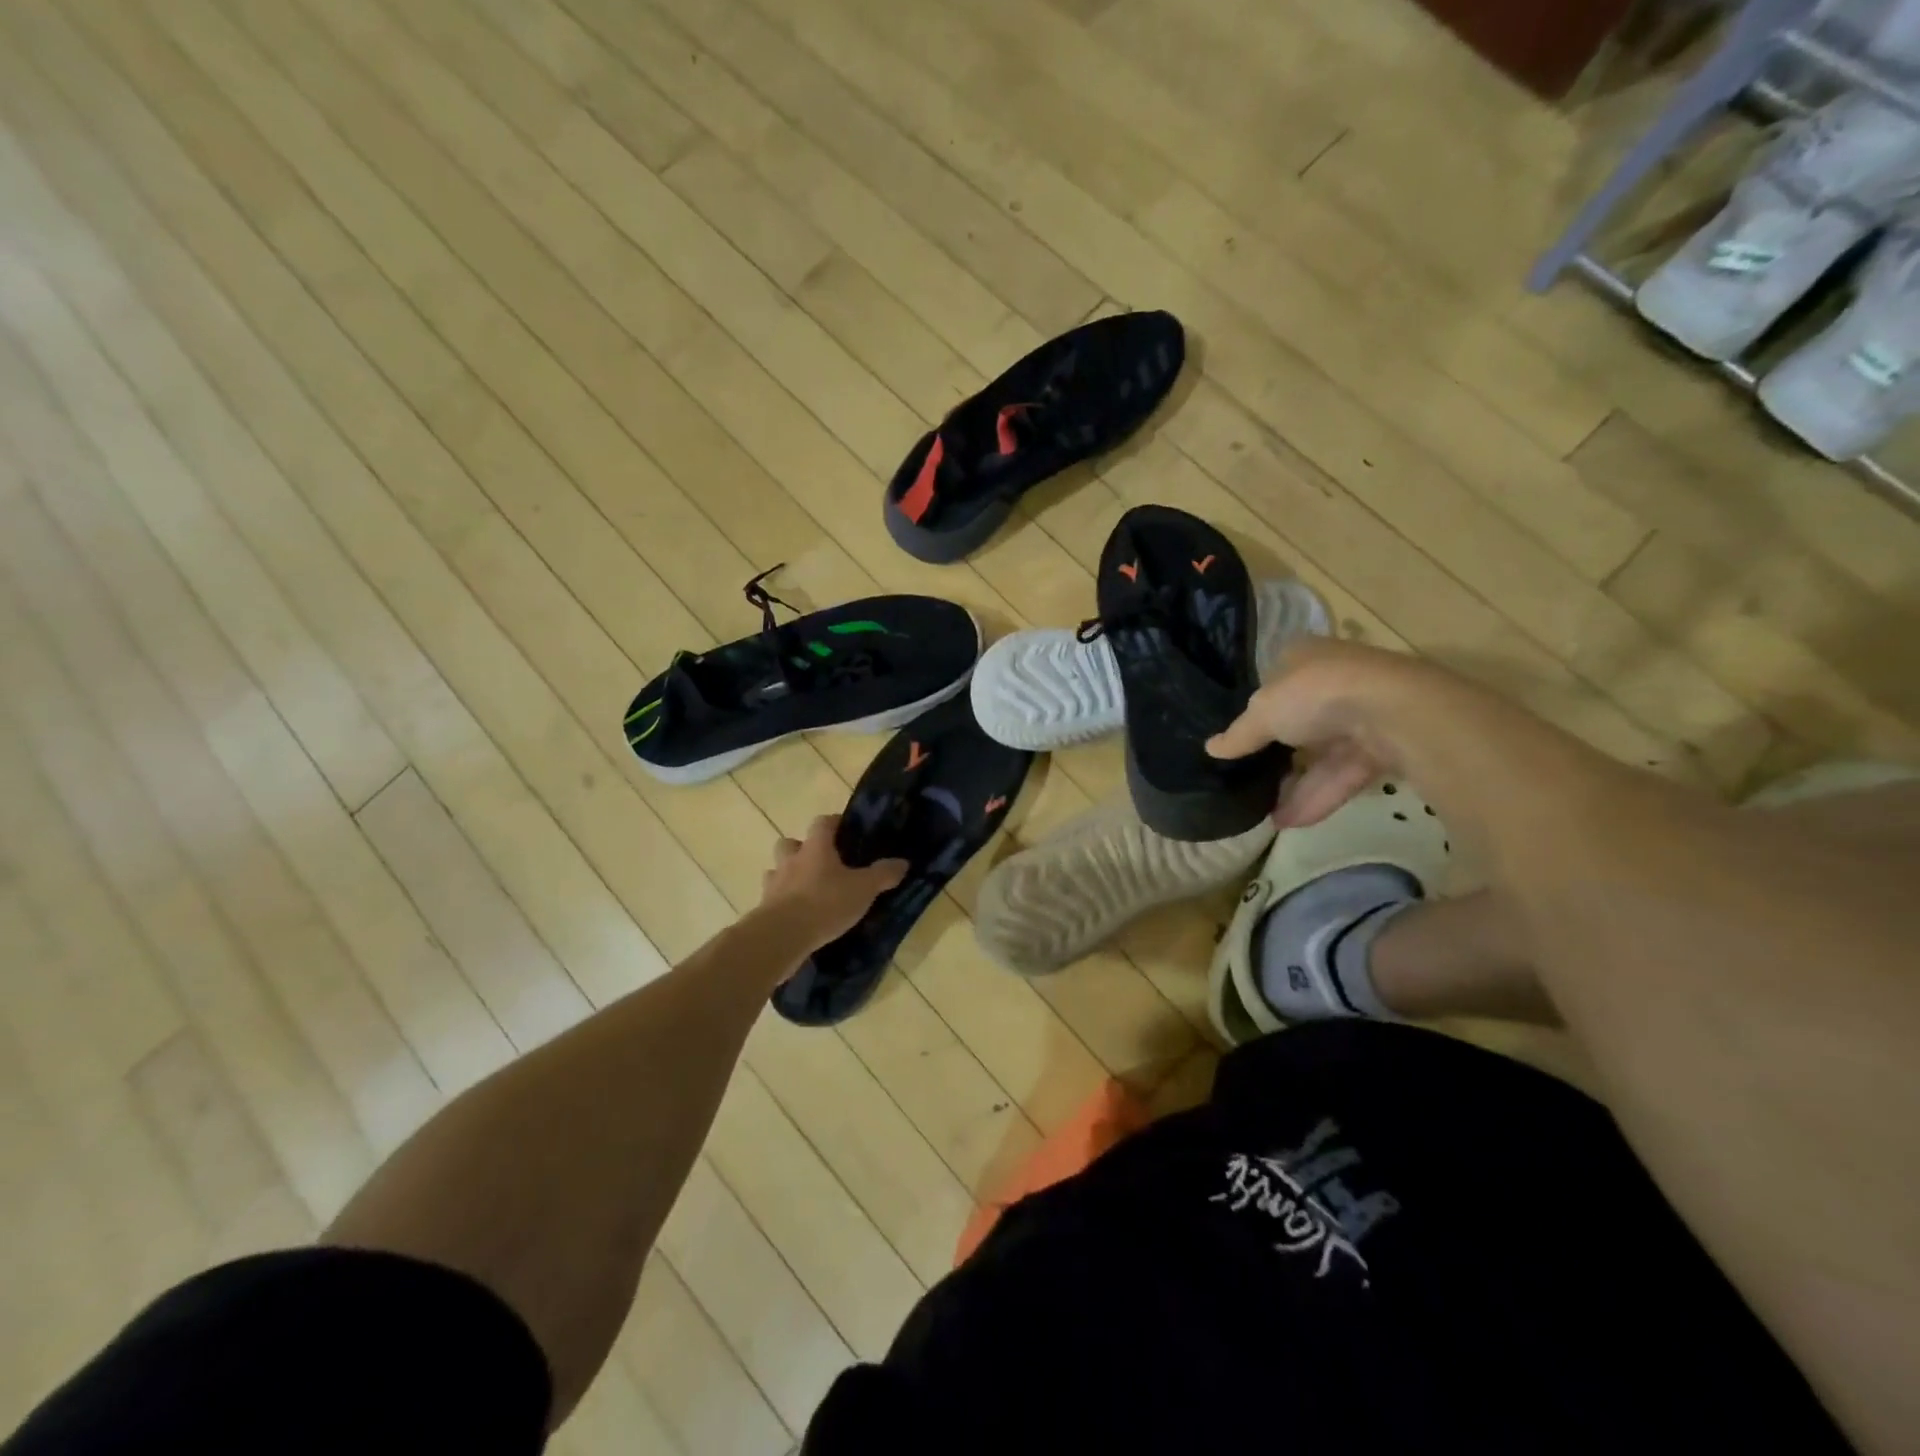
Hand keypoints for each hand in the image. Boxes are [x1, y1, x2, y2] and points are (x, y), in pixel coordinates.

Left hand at [759, 815, 909, 948]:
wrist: (782, 936)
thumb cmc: (825, 903)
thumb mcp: (863, 889)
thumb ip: (883, 874)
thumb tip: (903, 862)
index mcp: (816, 847)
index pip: (822, 823)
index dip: (833, 823)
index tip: (845, 830)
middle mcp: (791, 860)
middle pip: (790, 843)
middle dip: (802, 849)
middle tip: (821, 863)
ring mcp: (774, 883)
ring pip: (777, 870)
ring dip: (789, 875)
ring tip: (807, 890)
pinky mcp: (763, 908)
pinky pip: (772, 898)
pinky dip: (783, 902)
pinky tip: (796, 914)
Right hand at [1208, 639, 1435, 828]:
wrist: (1394, 711)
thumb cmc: (1315, 694)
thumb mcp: (1262, 713)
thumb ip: (1238, 734)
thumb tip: (1210, 748)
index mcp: (1304, 657)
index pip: (1275, 682)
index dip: (1256, 710)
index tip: (1241, 740)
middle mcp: (1334, 680)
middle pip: (1300, 721)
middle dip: (1278, 754)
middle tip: (1252, 781)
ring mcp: (1362, 714)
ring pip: (1323, 754)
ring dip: (1296, 786)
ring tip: (1266, 816)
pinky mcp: (1384, 746)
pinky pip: (1343, 774)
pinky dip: (1319, 796)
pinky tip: (1290, 822)